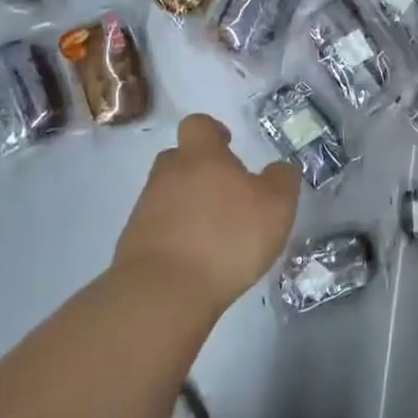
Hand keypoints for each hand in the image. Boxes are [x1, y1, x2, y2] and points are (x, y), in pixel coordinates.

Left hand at [114, 114, 300, 319]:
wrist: (163, 292)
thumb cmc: (227, 238)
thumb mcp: (276, 207)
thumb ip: (282, 180)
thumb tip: (280, 168)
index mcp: (201, 156)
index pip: (199, 125)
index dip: (213, 131)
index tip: (228, 145)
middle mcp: (168, 174)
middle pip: (179, 158)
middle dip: (200, 169)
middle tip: (226, 192)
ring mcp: (145, 208)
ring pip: (168, 194)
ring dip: (188, 205)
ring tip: (215, 232)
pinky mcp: (134, 242)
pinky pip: (159, 227)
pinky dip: (176, 235)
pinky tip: (196, 258)